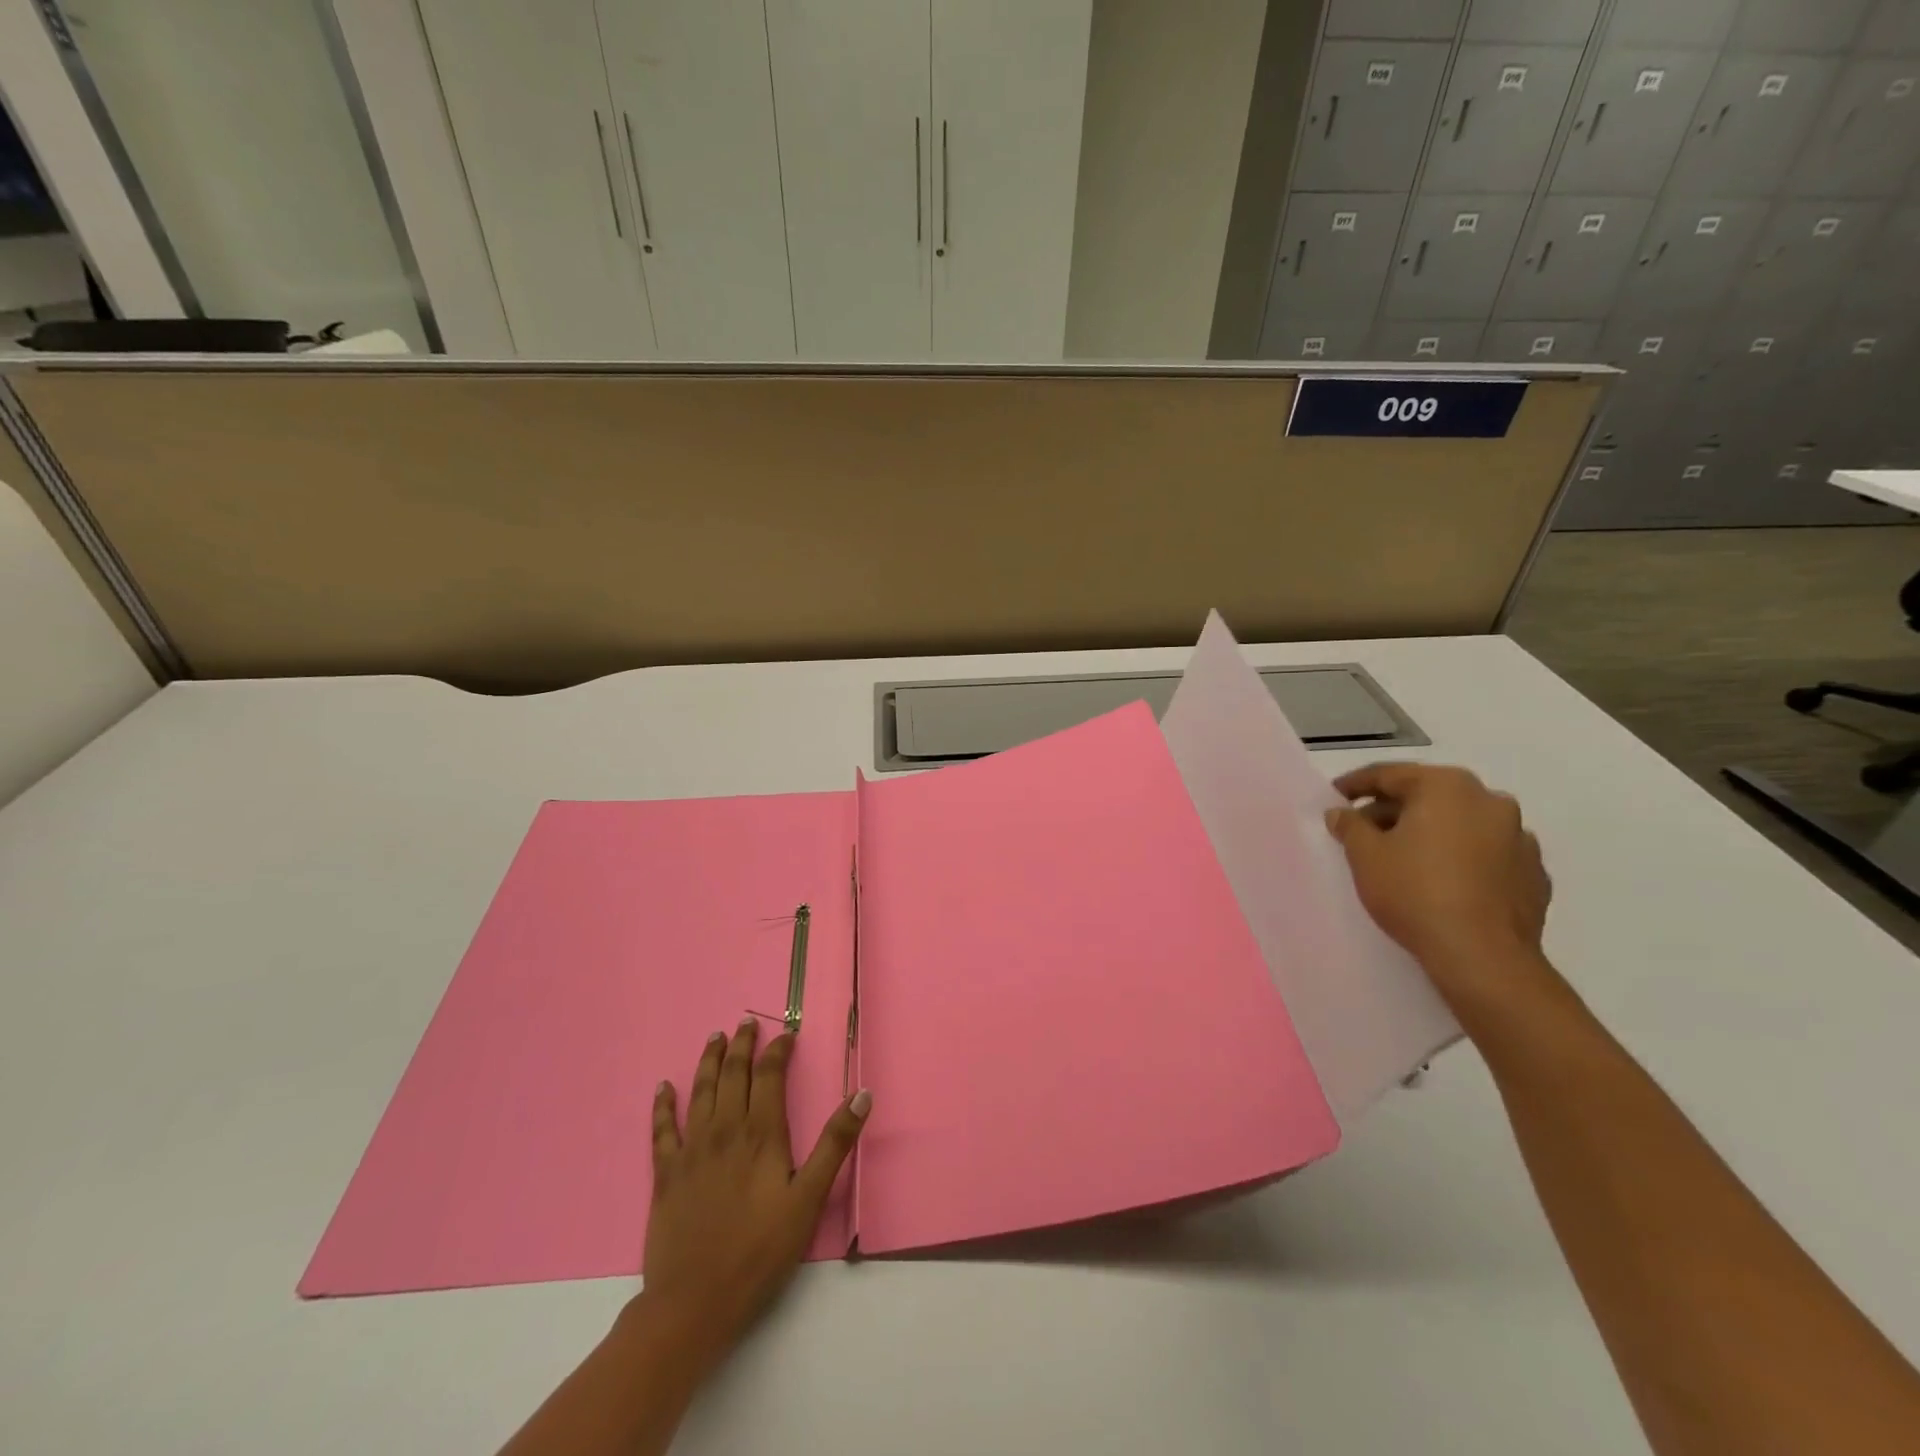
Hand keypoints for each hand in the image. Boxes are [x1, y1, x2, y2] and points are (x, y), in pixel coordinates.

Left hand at [639, 1018, 869, 1375]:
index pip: (770, 1076)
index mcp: (761, 1134)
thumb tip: (862, 1095)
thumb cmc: (760, 1252)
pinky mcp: (666, 1173)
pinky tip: (663, 1088)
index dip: (778, 1051)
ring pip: (700, 1091)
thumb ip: (834, 1144)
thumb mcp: (809, 1200)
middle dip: (741, 1045)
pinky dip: (663, 1105)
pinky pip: (662, 1129)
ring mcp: (692, 1150)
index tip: (787, 1036)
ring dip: (708, 1061)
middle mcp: (725, 1130)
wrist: (694, 1303)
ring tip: (715, 1038)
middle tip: (746, 1023)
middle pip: (733, 1074)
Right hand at [1325, 762, 1552, 1004]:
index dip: (1355, 784)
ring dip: (1431, 833)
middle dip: (1394, 810)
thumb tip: (1342, 812)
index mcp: (1446, 787)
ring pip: (1461, 823)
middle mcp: (1489, 800)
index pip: (1390, 774)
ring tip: (1403, 858)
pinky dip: (1462, 857)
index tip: (1334, 798)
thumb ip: (1350, 825)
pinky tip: (1443, 881)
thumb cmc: (1415, 893)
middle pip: (1429, 795)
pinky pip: (1487, 853)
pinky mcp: (1534, 873)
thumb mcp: (1365, 856)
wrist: (1483, 957)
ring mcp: (1520, 837)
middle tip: (1364, 831)